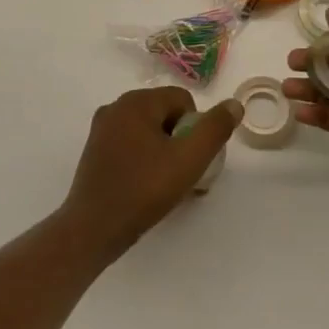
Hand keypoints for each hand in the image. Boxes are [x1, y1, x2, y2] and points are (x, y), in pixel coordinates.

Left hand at [62, 87, 241, 257]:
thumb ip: (215, 129)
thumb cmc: (144, 189)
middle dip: (181, 140)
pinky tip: (147, 186)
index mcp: (136, 102)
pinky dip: (145, 159)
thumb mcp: (189, 159)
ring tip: (168, 184)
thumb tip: (233, 104)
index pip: (182, 100)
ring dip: (165, 152)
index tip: (192, 158)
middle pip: (165, 114)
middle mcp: (115, 107)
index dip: (196, 128)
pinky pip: (131, 144)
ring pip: (148, 131)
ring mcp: (102, 129)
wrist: (94, 228)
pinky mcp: (95, 150)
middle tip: (184, 174)